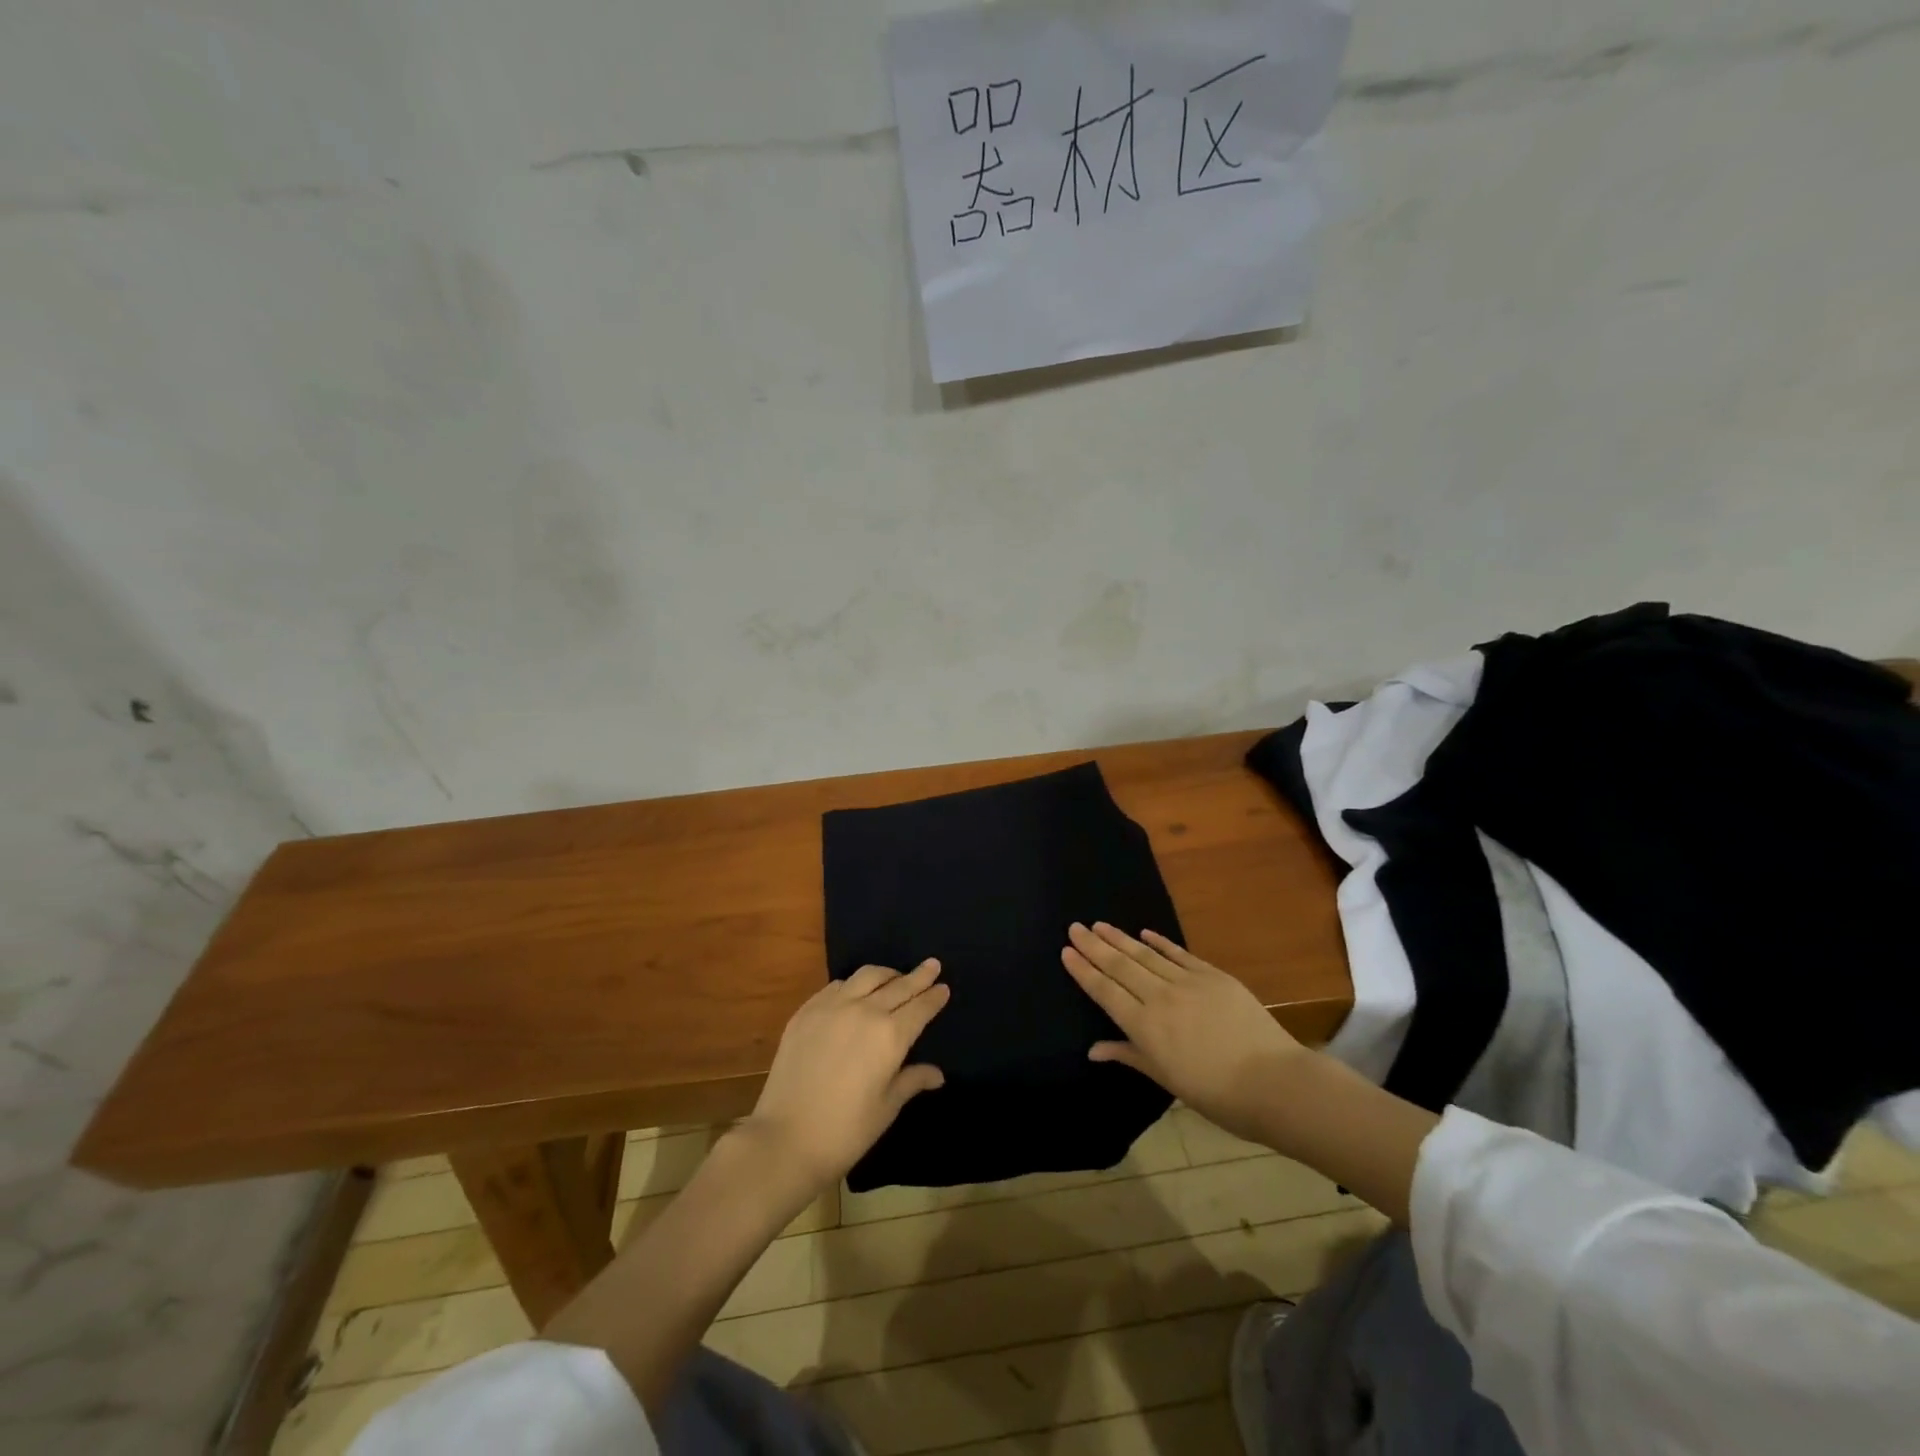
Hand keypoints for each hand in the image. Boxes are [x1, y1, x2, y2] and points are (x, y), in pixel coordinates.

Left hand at [741, 960, 949, 1194]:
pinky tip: (855, 991)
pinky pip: (837, 986)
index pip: (920, 1007)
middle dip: (919, 976)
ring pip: (867, 976)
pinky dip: (854, 984)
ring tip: (895, 976)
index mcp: (891, 1035)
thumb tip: (937, 1074)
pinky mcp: (807, 1011)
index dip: (934, 996)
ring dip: (887, 974)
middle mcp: (865, 1011)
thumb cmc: (846, 1131)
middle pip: (898, 985)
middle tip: (931, 965)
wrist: (786, 1139)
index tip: (944, 987)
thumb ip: (912, 1080)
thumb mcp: (886, 1107)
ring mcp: (832, 1007)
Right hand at [1062, 923, 1305, 1143]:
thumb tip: (1094, 1049)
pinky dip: (1160, 942)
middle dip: (1094, 945)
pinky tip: (1144, 933)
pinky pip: (1179, 954)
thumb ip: (1130, 1056)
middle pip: (1120, 966)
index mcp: (1144, 1026)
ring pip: (1145, 955)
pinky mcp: (1212, 975)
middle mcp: (1159, 998)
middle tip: (1075, 926)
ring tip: (1100, 924)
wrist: (1273, 1082)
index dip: (1084, 970)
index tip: (1066, 950)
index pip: (1105, 991)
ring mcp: (1187, 982)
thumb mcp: (1167, 1079)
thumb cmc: (1216, 1093)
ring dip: (1120, 938)